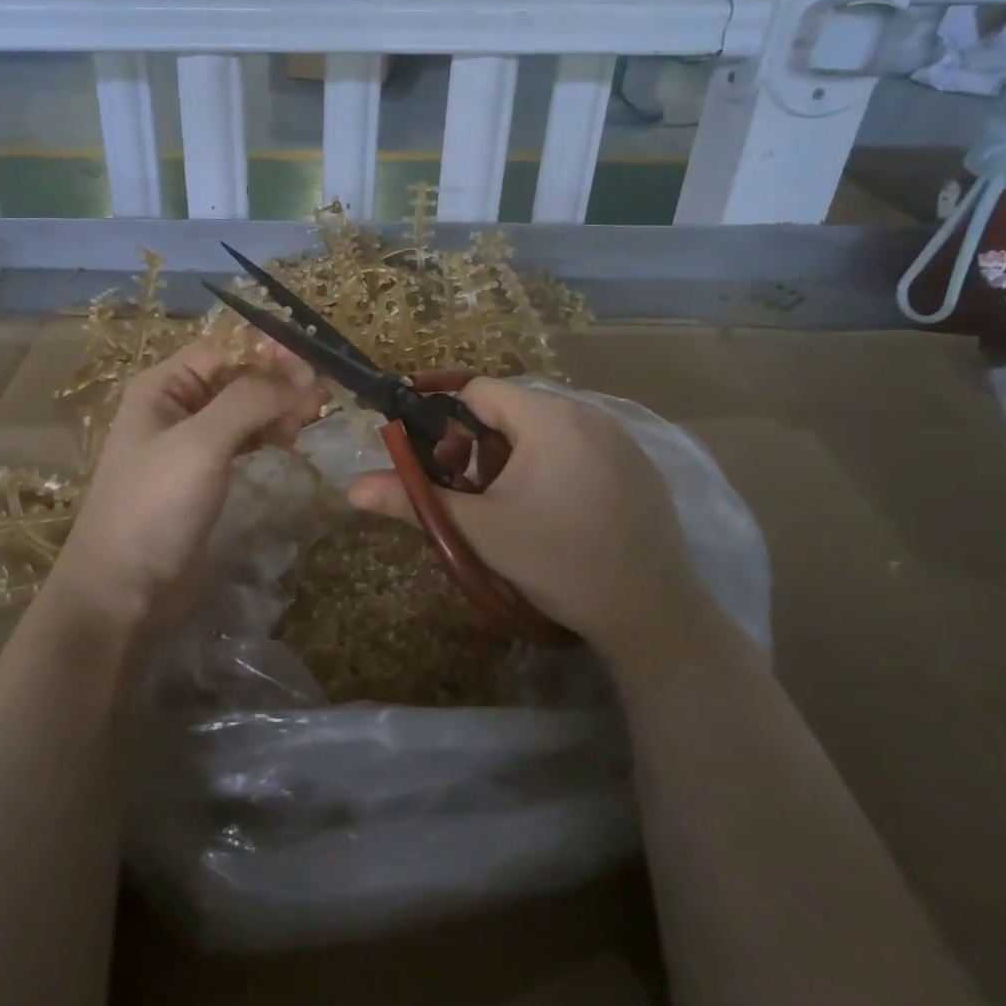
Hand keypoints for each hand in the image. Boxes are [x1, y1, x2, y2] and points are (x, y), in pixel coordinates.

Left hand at [53, 340, 321, 637]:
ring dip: (276, 409)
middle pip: (237, 376)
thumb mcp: (201, 443)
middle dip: (277, 382)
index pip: (225, 348)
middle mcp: (177, 406)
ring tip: (306, 424)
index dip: (268, 351)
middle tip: (319, 401)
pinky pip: (242, 439)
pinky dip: (267, 435)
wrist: (122, 588)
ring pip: (243, 408)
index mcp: (164, 386)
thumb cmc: (155, 505)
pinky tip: (288, 443)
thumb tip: (303, 375)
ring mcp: (190, 442)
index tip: (312, 366)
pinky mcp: (204, 474)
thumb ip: (250, 400)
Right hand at [348, 379, 692, 650]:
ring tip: (511, 508)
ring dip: (515, 458)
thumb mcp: (479, 531)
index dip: (447, 423)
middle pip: (512, 410)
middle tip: (473, 495)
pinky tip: (556, 515)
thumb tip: (352, 488)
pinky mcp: (639, 465)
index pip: (479, 391)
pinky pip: (579, 447)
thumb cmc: (558, 561)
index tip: (439, 465)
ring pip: (545, 430)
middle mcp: (588, 413)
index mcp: (548, 417)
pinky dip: (553, 467)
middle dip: (479, 446)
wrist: (653, 613)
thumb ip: (415, 500)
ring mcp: (620, 438)